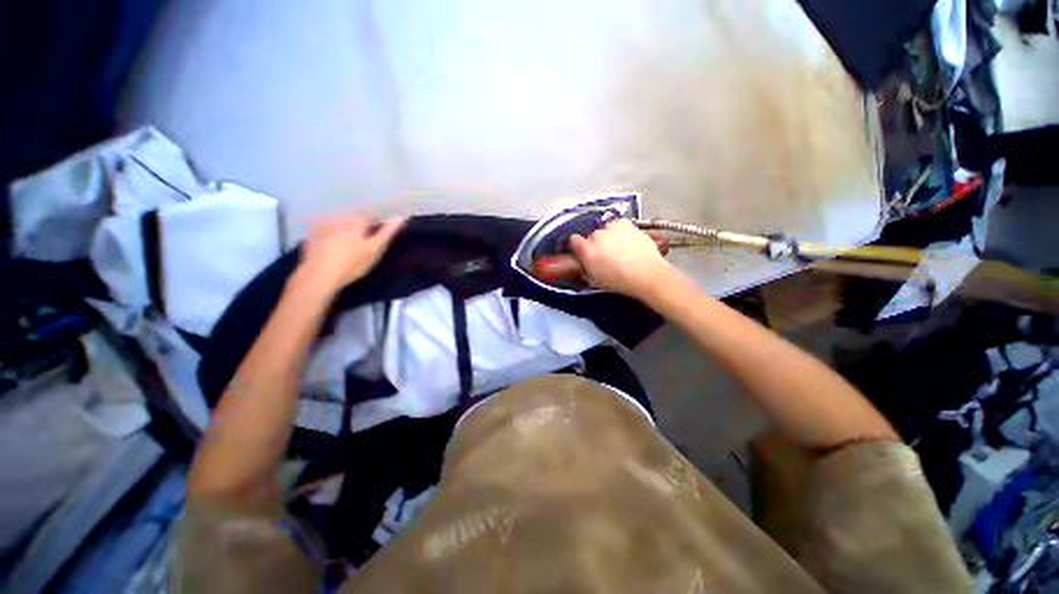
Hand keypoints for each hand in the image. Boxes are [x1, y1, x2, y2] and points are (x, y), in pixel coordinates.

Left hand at [296, 214, 404, 296]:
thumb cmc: (352, 263)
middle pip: (351, 218)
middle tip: (361, 242)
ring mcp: (322, 226)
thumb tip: (401, 217)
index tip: (375, 237)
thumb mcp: (374, 249)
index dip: (372, 225)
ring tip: (346, 245)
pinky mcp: (311, 236)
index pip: (367, 217)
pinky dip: (328, 236)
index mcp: (355, 221)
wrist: (319, 275)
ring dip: (342, 230)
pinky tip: (330, 248)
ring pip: (337, 223)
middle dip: (356, 226)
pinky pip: (323, 231)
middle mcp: (338, 219)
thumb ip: (387, 233)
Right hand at [570, 219, 672, 298]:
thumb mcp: (595, 280)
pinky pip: (618, 225)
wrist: (647, 274)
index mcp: (586, 250)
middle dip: (596, 243)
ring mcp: (611, 227)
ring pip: (605, 229)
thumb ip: (585, 269)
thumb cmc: (620, 281)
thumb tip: (583, 264)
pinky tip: (627, 241)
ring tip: (619, 248)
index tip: (583, 252)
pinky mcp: (626, 223)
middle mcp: (596, 235)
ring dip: (608, 237)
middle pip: (591, 235)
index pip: (573, 240)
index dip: (578, 246)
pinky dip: (620, 231)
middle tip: (605, 254)